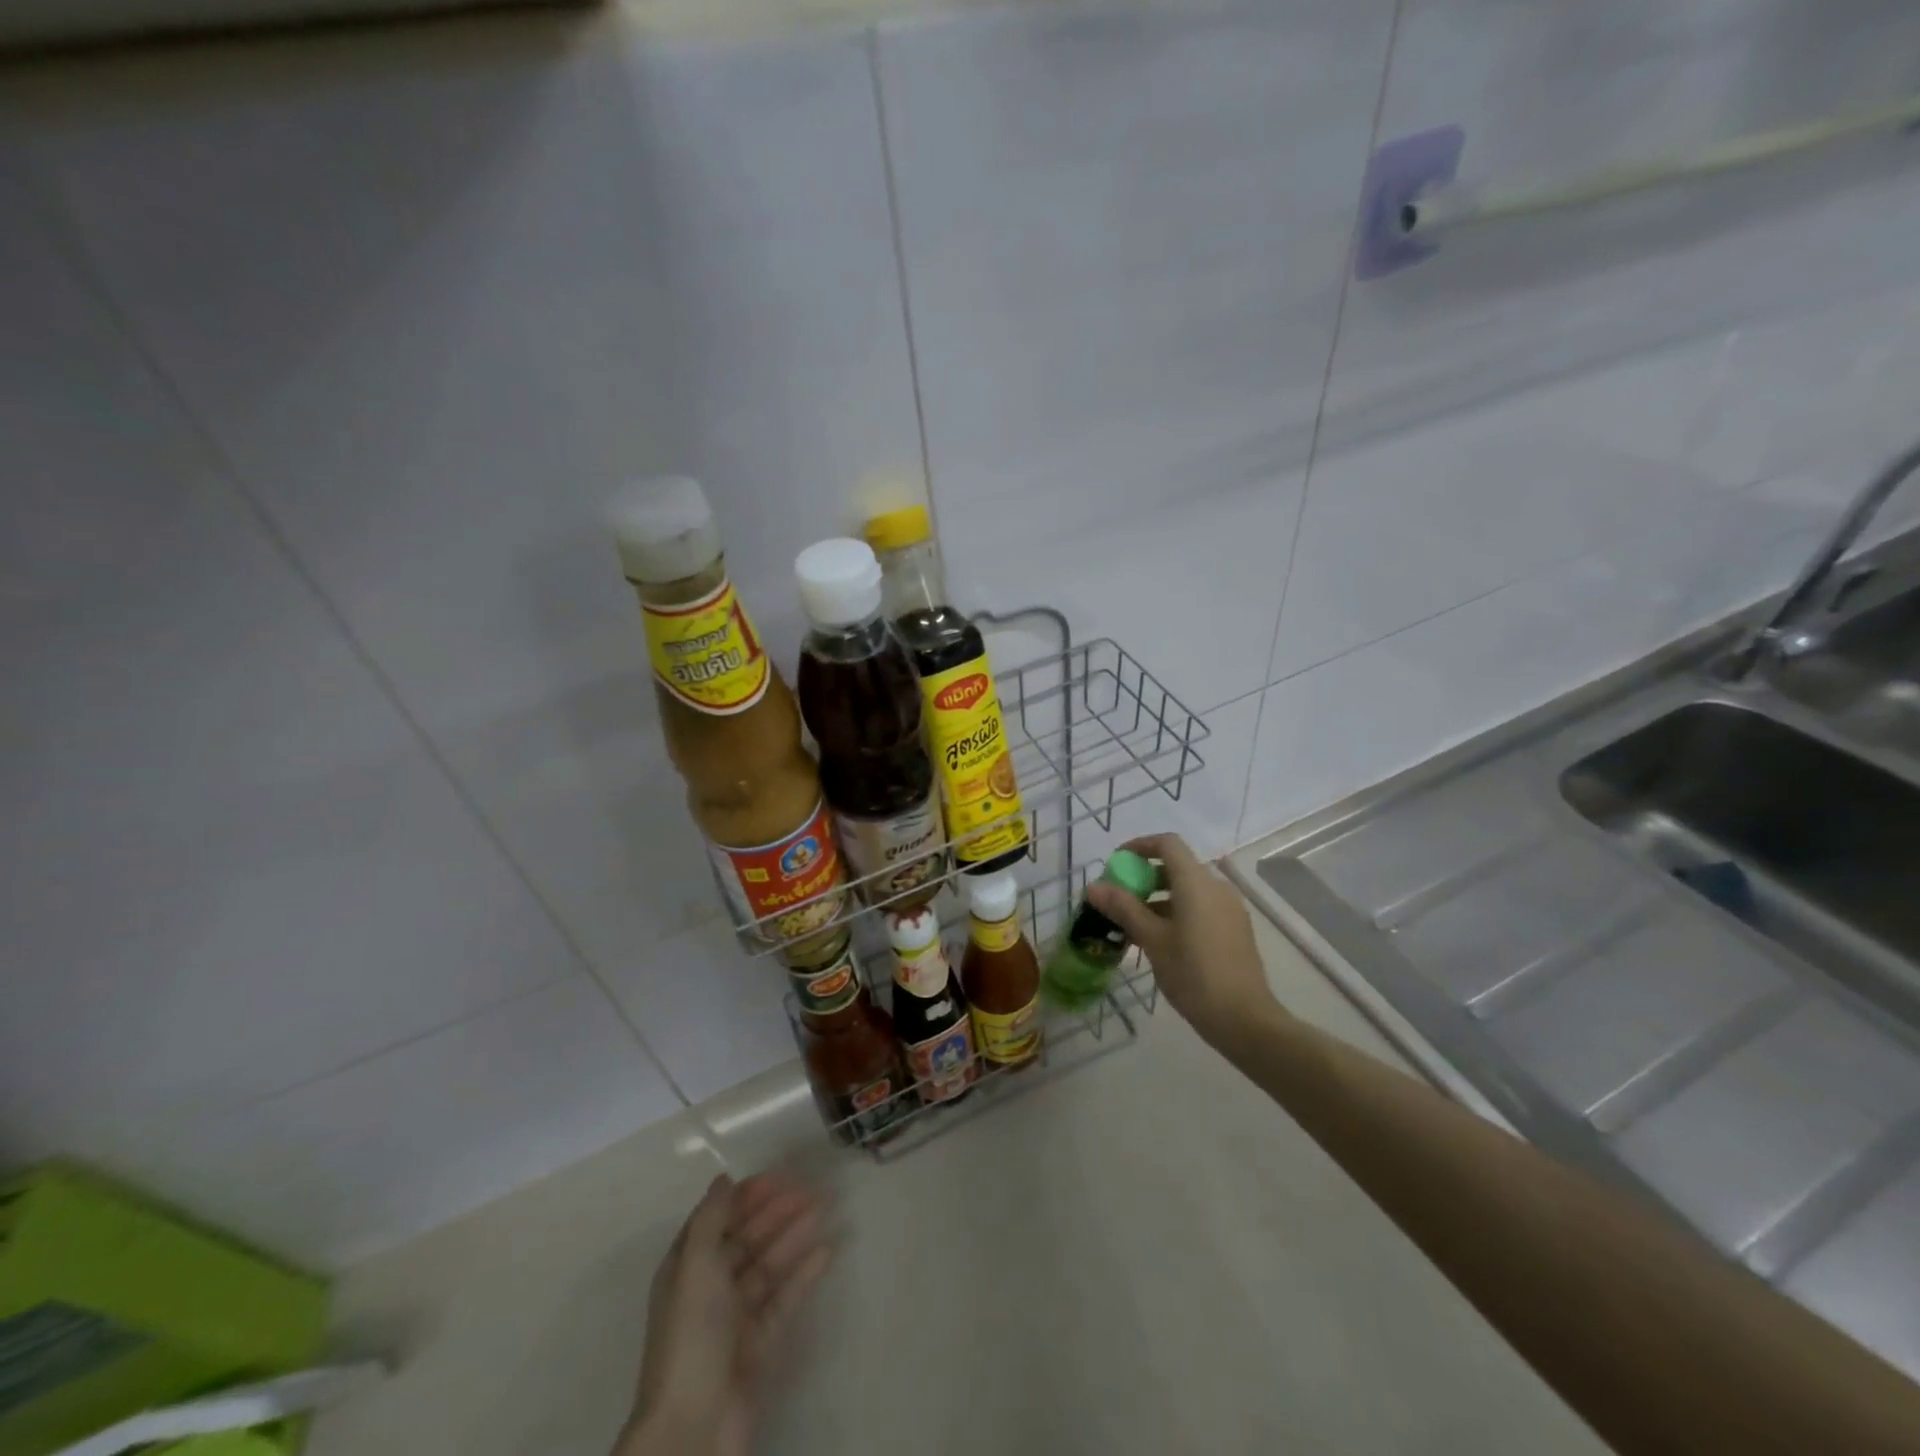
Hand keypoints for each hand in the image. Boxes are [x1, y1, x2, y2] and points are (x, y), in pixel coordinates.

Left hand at [621, 1173, 830, 1455]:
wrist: (694, 1425)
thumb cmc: (691, 1334)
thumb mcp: (695, 1265)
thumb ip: (712, 1218)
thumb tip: (724, 1178)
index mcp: (687, 1268)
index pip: (718, 1219)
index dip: (746, 1196)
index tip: (779, 1176)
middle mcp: (709, 1288)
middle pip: (746, 1239)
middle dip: (776, 1211)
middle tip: (812, 1188)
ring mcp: (735, 1318)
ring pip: (768, 1265)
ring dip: (793, 1235)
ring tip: (823, 1209)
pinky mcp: (759, 1344)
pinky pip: (783, 1300)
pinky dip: (802, 1275)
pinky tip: (826, 1252)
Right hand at [1086, 833, 1279, 1050]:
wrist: (1244, 1019)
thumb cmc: (1193, 974)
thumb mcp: (1152, 940)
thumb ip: (1123, 908)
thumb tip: (1093, 887)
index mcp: (1196, 883)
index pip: (1167, 844)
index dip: (1139, 846)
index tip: (1117, 863)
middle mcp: (1217, 887)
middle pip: (1176, 866)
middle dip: (1145, 877)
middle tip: (1119, 899)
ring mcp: (1229, 909)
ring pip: (1188, 890)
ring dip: (1159, 898)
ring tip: (1134, 925)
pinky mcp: (1235, 930)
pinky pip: (1201, 907)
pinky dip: (1177, 912)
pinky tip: (1160, 941)